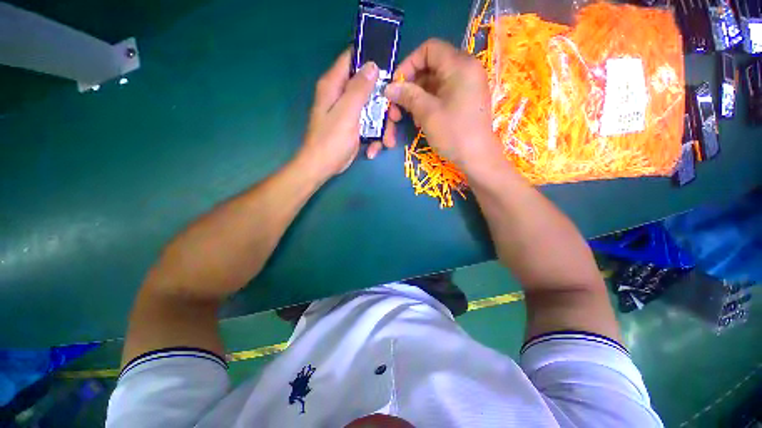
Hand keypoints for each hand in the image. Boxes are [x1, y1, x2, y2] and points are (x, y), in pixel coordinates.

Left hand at [298, 50, 400, 181]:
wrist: (322, 167)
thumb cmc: (331, 140)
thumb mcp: (347, 112)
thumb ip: (359, 89)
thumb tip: (372, 65)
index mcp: (334, 85)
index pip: (352, 59)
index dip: (371, 60)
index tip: (390, 71)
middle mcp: (341, 96)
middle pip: (369, 89)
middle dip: (385, 104)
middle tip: (395, 116)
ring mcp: (349, 114)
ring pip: (373, 110)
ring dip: (383, 127)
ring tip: (388, 142)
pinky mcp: (354, 128)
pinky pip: (369, 126)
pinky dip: (374, 138)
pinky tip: (373, 150)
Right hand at [385, 39, 501, 171]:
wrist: (477, 157)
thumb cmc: (454, 133)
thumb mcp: (427, 113)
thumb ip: (408, 95)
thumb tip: (388, 87)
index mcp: (459, 65)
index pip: (429, 49)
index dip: (409, 64)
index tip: (397, 85)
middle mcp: (465, 69)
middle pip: (430, 67)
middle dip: (411, 87)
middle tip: (398, 107)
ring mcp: (467, 85)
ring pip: (434, 83)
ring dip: (418, 98)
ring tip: (411, 118)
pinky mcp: (465, 100)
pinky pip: (442, 94)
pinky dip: (429, 104)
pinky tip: (421, 120)